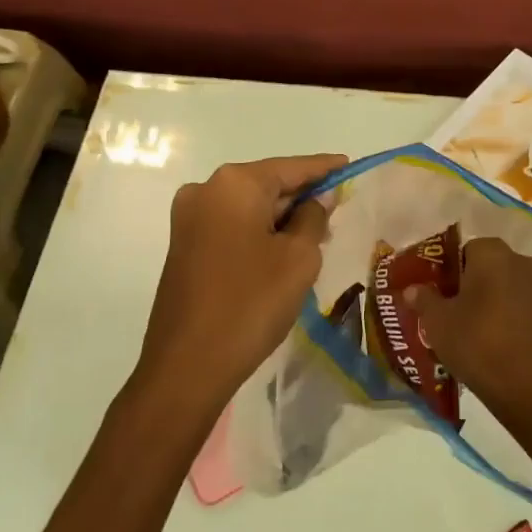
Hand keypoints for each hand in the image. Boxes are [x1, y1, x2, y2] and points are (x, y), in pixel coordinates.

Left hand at [133, 153, 346, 418]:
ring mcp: (189, 219)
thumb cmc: (251, 303)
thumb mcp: (298, 258)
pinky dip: (258, 232)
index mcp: (234, 184)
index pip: (291, 167)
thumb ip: (313, 218)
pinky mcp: (183, 246)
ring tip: (316, 233)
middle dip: (301, 197)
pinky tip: (282, 251)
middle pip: (267, 184)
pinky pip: (231, 226)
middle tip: (337, 208)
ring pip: (248, 207)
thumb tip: (315, 200)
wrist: (187, 366)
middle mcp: (206, 190)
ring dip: (280, 218)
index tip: (348, 165)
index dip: (323, 168)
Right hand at [406, 237, 531, 412]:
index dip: (448, 269)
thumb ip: (423, 298)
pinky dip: (504, 311)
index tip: (437, 291)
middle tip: (449, 307)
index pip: (464, 249)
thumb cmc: (474, 341)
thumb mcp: (437, 320)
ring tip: (467, 324)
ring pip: (503, 283)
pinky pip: (517, 302)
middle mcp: (519, 261)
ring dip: (487, 296)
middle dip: (468, 281)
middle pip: (486, 264)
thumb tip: (412, 289)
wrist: (521, 386)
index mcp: (492, 253)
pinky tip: (489, 336)